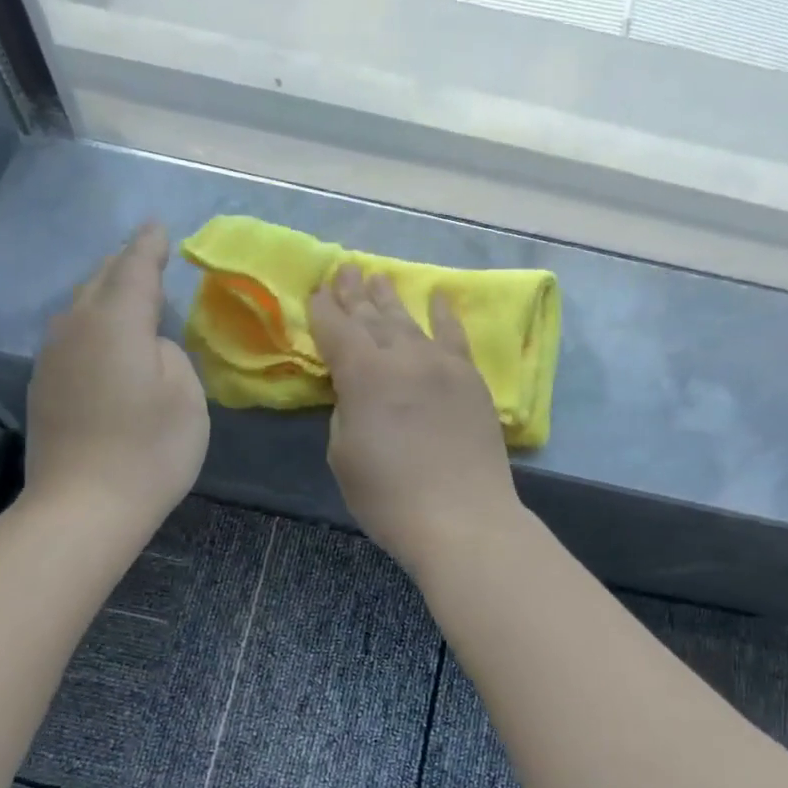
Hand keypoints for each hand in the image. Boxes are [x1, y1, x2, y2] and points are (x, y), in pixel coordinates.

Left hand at [24, 225, 209, 525]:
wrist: (84, 506)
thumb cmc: (149, 450)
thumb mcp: (185, 396)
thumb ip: (169, 353)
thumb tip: (147, 344)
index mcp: (116, 322)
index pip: (135, 268)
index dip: (149, 246)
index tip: (158, 227)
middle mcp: (76, 328)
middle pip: (100, 281)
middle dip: (124, 264)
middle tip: (145, 255)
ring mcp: (53, 357)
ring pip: (80, 308)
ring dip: (105, 294)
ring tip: (127, 293)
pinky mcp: (44, 386)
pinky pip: (71, 336)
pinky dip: (92, 326)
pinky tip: (105, 341)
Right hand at [309, 265, 521, 571]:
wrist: (461, 518)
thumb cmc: (389, 496)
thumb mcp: (343, 455)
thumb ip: (346, 410)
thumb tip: (358, 392)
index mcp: (363, 374)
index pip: (336, 330)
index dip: (322, 311)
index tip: (315, 291)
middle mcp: (403, 357)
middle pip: (373, 318)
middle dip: (354, 294)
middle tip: (345, 270)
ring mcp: (442, 365)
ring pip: (410, 322)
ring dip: (391, 299)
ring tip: (378, 277)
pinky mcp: (471, 380)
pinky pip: (455, 337)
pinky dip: (445, 315)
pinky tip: (438, 298)